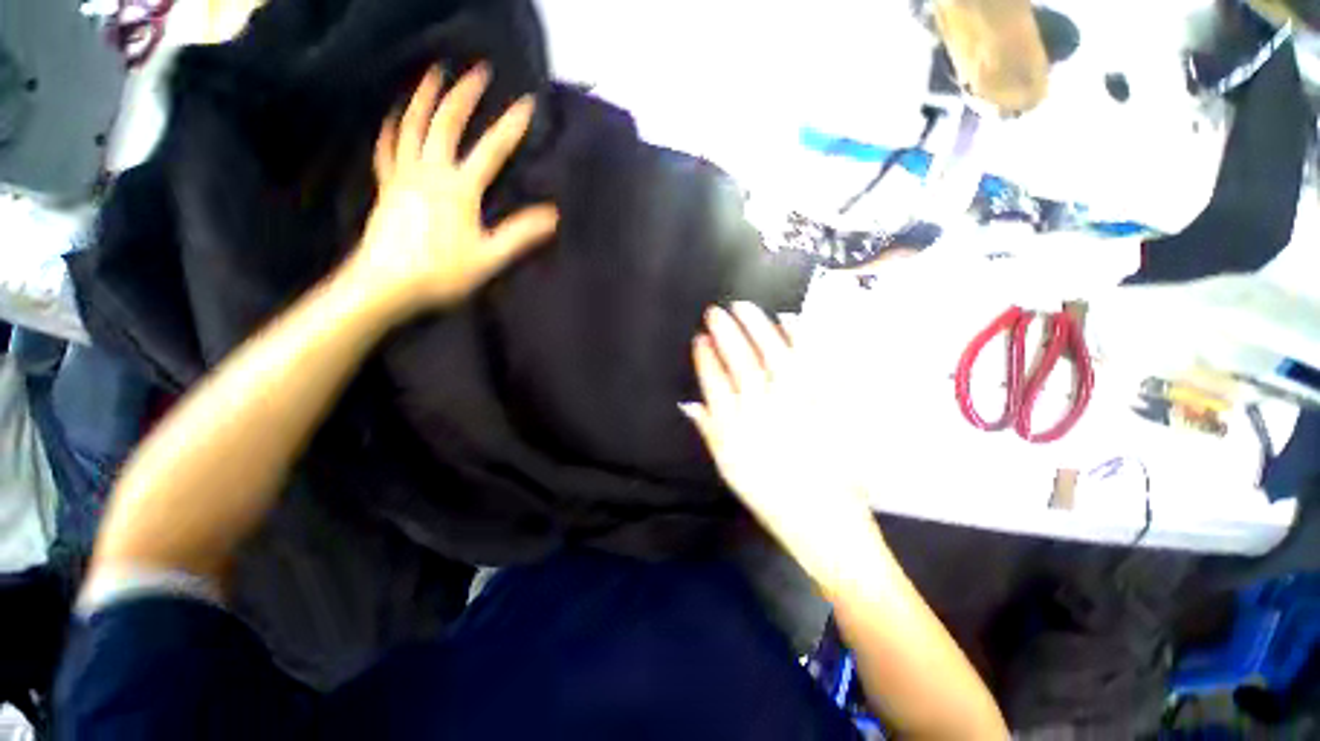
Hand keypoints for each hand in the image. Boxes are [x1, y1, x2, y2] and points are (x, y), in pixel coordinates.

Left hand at [347, 65, 558, 312]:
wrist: (384, 284)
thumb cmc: (441, 273)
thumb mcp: (489, 258)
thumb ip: (520, 234)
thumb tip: (552, 216)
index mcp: (459, 189)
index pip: (491, 151)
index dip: (510, 127)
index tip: (525, 103)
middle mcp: (430, 172)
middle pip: (445, 124)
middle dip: (464, 95)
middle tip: (477, 71)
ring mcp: (404, 175)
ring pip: (412, 126)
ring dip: (425, 98)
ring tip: (435, 75)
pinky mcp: (387, 186)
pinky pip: (388, 149)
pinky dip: (392, 128)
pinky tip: (394, 116)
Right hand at [682, 303, 886, 588]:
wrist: (824, 522)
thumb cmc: (770, 498)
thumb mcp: (729, 470)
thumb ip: (710, 432)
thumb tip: (690, 404)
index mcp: (735, 427)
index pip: (714, 381)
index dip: (705, 357)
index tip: (699, 338)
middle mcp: (762, 409)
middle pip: (740, 361)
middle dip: (725, 333)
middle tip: (715, 311)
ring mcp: (796, 403)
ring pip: (772, 355)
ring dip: (756, 327)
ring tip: (743, 306)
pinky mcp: (824, 403)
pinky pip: (811, 364)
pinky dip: (799, 339)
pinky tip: (789, 320)